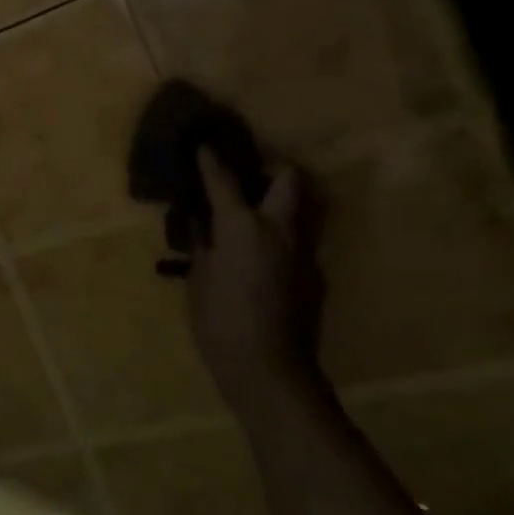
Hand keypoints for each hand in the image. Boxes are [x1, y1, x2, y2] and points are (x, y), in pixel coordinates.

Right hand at [188, 148, 324, 413]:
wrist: (270, 370)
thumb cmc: (220, 321)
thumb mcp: (198, 278)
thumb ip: (201, 242)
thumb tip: (198, 219)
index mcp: (243, 226)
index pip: (225, 180)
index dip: (211, 160)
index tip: (205, 144)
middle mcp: (280, 229)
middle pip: (290, 180)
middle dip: (273, 166)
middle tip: (252, 169)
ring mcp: (304, 252)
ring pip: (302, 209)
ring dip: (283, 200)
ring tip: (258, 207)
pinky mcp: (315, 275)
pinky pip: (299, 241)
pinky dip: (282, 236)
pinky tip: (263, 253)